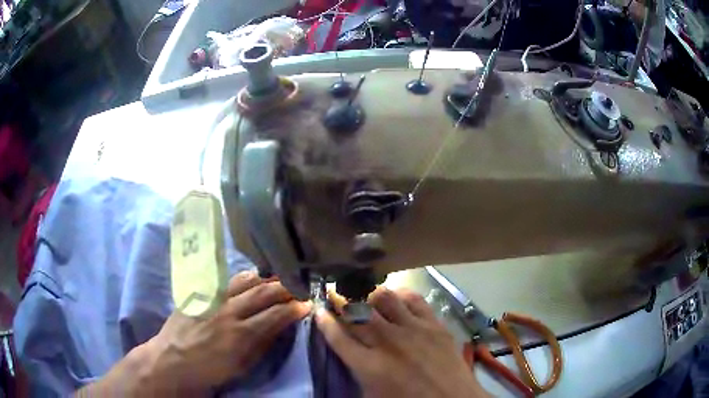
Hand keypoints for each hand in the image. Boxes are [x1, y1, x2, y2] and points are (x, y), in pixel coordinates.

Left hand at [141, 271, 310, 393]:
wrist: (172, 359)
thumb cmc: (210, 370)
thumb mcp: (241, 366)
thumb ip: (262, 344)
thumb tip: (280, 326)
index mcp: (240, 335)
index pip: (275, 315)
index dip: (295, 308)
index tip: (307, 304)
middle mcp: (228, 311)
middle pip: (263, 292)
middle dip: (286, 288)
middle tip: (299, 287)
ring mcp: (213, 298)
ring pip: (246, 280)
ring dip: (266, 277)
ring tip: (279, 278)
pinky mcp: (201, 292)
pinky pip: (227, 279)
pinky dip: (245, 277)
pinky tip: (253, 276)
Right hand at [316, 288, 488, 397]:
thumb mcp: (372, 394)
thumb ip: (356, 371)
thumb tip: (347, 350)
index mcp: (369, 366)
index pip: (338, 336)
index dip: (325, 321)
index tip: (318, 309)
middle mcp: (388, 342)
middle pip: (356, 312)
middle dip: (340, 299)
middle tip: (334, 293)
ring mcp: (414, 330)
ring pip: (383, 298)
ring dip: (368, 294)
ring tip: (363, 294)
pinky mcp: (434, 324)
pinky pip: (413, 299)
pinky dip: (400, 295)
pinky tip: (395, 298)